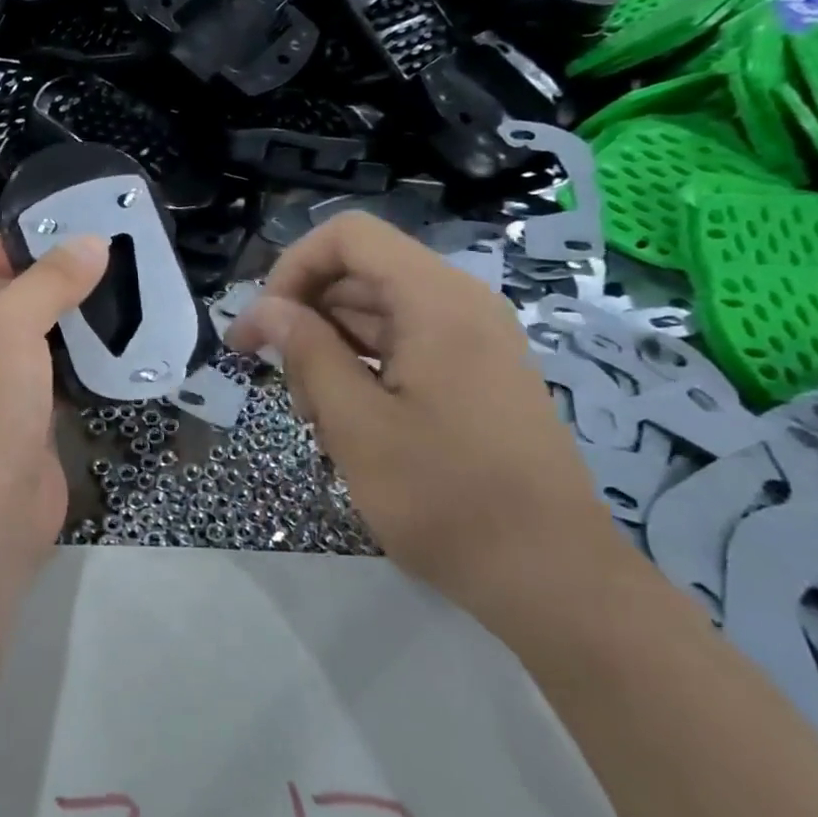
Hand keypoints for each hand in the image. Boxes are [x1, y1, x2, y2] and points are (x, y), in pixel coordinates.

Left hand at [0, 221, 108, 576]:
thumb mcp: (8, 327)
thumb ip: (49, 279)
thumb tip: (93, 241)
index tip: (34, 267)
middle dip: (37, 268)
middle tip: (89, 272)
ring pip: (23, 316)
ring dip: (60, 306)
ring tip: (106, 298)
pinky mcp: (19, 399)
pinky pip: (44, 354)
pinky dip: (71, 343)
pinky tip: (106, 339)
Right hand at [227, 212, 620, 623]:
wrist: (553, 579)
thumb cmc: (446, 498)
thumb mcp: (356, 424)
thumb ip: (306, 352)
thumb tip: (265, 308)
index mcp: (436, 301)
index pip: (348, 236)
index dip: (293, 267)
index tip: (264, 324)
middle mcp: (460, 304)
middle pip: (359, 273)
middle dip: (304, 312)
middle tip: (268, 372)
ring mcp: (472, 340)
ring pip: (375, 311)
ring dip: (328, 345)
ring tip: (310, 408)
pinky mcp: (475, 374)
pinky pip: (402, 344)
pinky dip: (361, 366)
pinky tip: (344, 418)